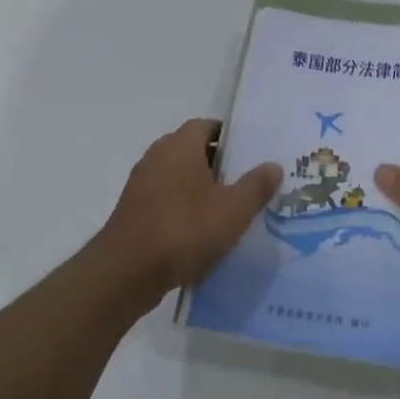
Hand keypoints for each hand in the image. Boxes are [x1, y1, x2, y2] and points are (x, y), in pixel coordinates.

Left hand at [97, 119, 282, 298]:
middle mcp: (157, 156)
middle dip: (217, 164)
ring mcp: (140, 185)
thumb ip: (256, 185)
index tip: (249, 154)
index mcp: (180, 145)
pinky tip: (199, 233)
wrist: (126, 272)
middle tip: (243, 182)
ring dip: (199, 188)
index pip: (206, 126)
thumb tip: (273, 165)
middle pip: (192, 150)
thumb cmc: (184, 229)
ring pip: (177, 177)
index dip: (229, 137)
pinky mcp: (132, 212)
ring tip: (225, 210)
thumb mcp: (233, 210)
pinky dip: (182, 209)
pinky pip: (164, 200)